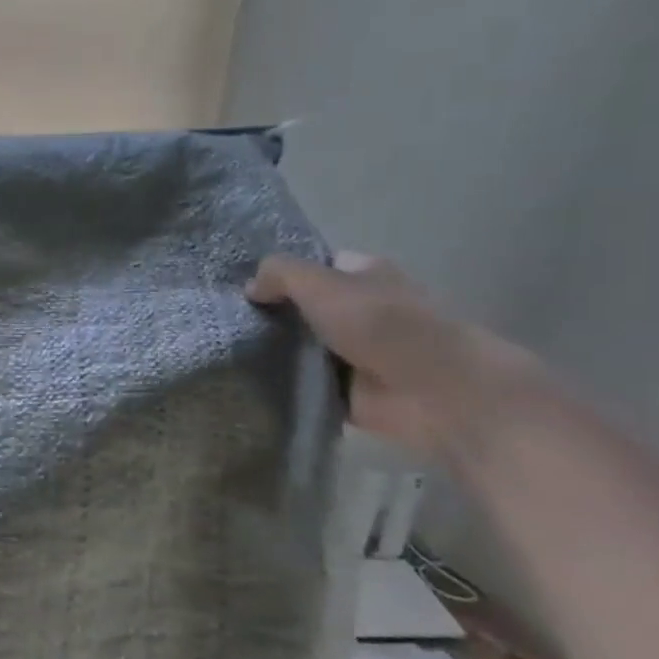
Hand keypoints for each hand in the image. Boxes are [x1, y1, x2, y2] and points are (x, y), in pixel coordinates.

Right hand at [246, 252, 521, 454]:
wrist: (435, 391)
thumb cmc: (382, 324)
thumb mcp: (322, 283)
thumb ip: (279, 274)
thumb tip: (250, 289)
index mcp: (362, 275)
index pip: (310, 266)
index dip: (277, 273)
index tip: (238, 284)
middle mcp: (357, 310)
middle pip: (299, 307)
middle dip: (267, 313)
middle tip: (223, 318)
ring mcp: (350, 352)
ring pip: (295, 346)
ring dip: (268, 350)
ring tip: (223, 348)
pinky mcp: (343, 390)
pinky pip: (299, 382)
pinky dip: (278, 383)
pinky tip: (243, 379)